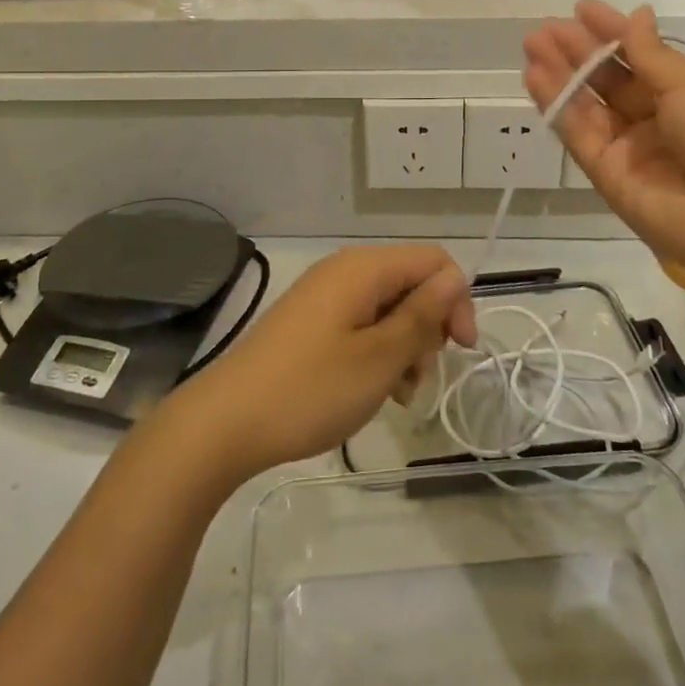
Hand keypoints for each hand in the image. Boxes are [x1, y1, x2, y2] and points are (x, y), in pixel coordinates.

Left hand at [169, 245, 475, 480]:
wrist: (225, 422)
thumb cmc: (310, 389)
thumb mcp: (379, 358)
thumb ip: (422, 315)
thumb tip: (455, 278)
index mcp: (364, 268)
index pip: (434, 262)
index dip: (456, 301)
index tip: (459, 351)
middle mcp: (344, 271)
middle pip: (411, 283)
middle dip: (428, 328)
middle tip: (418, 377)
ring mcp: (323, 295)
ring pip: (388, 308)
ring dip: (404, 347)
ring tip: (395, 393)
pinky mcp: (310, 321)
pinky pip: (360, 324)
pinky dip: (376, 352)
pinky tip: (371, 390)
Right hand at [524, 0, 684, 298]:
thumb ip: (652, 55)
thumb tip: (636, 16)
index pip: (641, 58)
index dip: (612, 33)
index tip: (581, 9)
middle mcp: (656, 122)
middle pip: (609, 81)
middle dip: (579, 51)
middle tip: (545, 27)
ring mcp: (629, 150)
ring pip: (587, 106)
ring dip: (560, 74)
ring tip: (532, 43)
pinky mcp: (605, 176)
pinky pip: (578, 134)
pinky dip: (556, 105)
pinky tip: (536, 76)